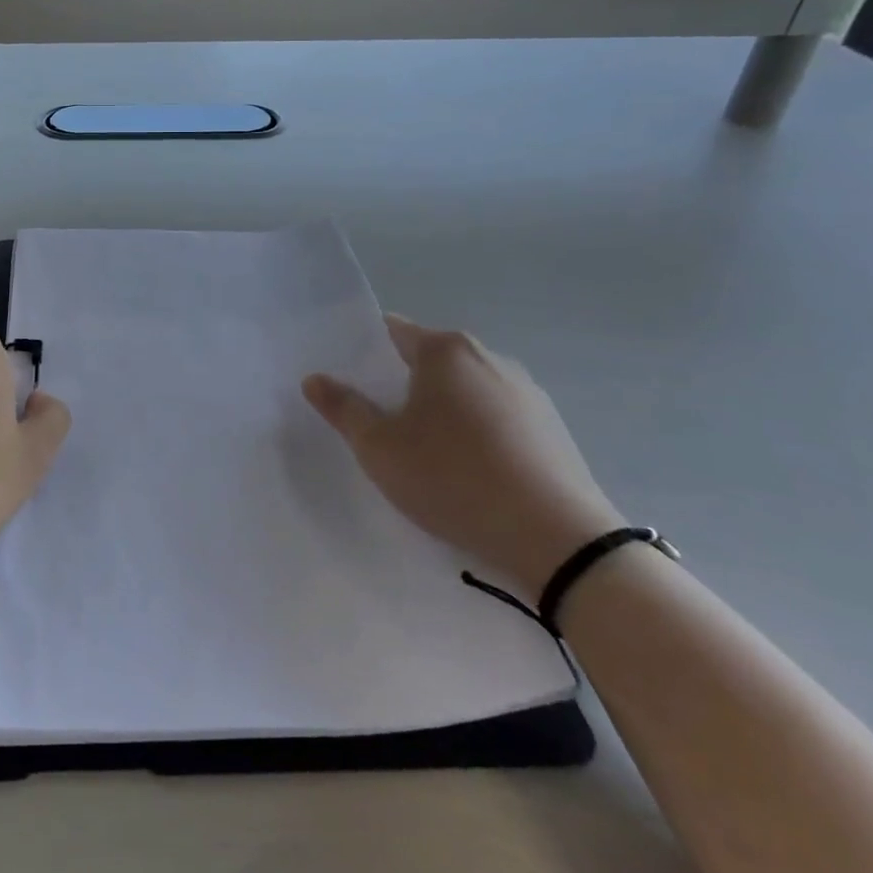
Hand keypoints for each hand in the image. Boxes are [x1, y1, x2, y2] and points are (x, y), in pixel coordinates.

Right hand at [303, 316, 621, 597]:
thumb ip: (343, 408)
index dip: (365, 353)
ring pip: (465, 390)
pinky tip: (469, 472)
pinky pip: (497, 417)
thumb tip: (314, 379)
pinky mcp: (552, 428)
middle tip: (378, 424)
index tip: (349, 383)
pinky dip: (476, 432)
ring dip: (441, 411)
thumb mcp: (380, 447)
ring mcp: (526, 392)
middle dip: (402, 385)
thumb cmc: (454, 479)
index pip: (392, 332)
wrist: (559, 540)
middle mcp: (489, 357)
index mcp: (445, 350)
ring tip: (424, 454)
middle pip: (429, 360)